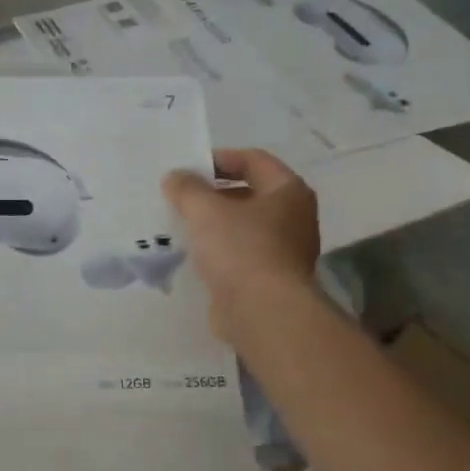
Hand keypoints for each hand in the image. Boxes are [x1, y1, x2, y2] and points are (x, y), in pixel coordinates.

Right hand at [162, 149, 319, 342]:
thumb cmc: (240, 250)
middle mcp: (294, 217)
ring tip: (180, 224)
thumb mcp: (205, 211)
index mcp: (288, 191)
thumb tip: (175, 177)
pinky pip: (240, 253)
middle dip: (212, 193)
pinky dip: (218, 249)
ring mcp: (284, 249)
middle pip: (249, 193)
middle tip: (180, 197)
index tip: (187, 168)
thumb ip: (187, 189)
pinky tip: (193, 254)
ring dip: (213, 223)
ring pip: (243, 225)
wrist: (262, 311)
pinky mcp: (270, 277)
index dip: (219, 159)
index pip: (254, 160)